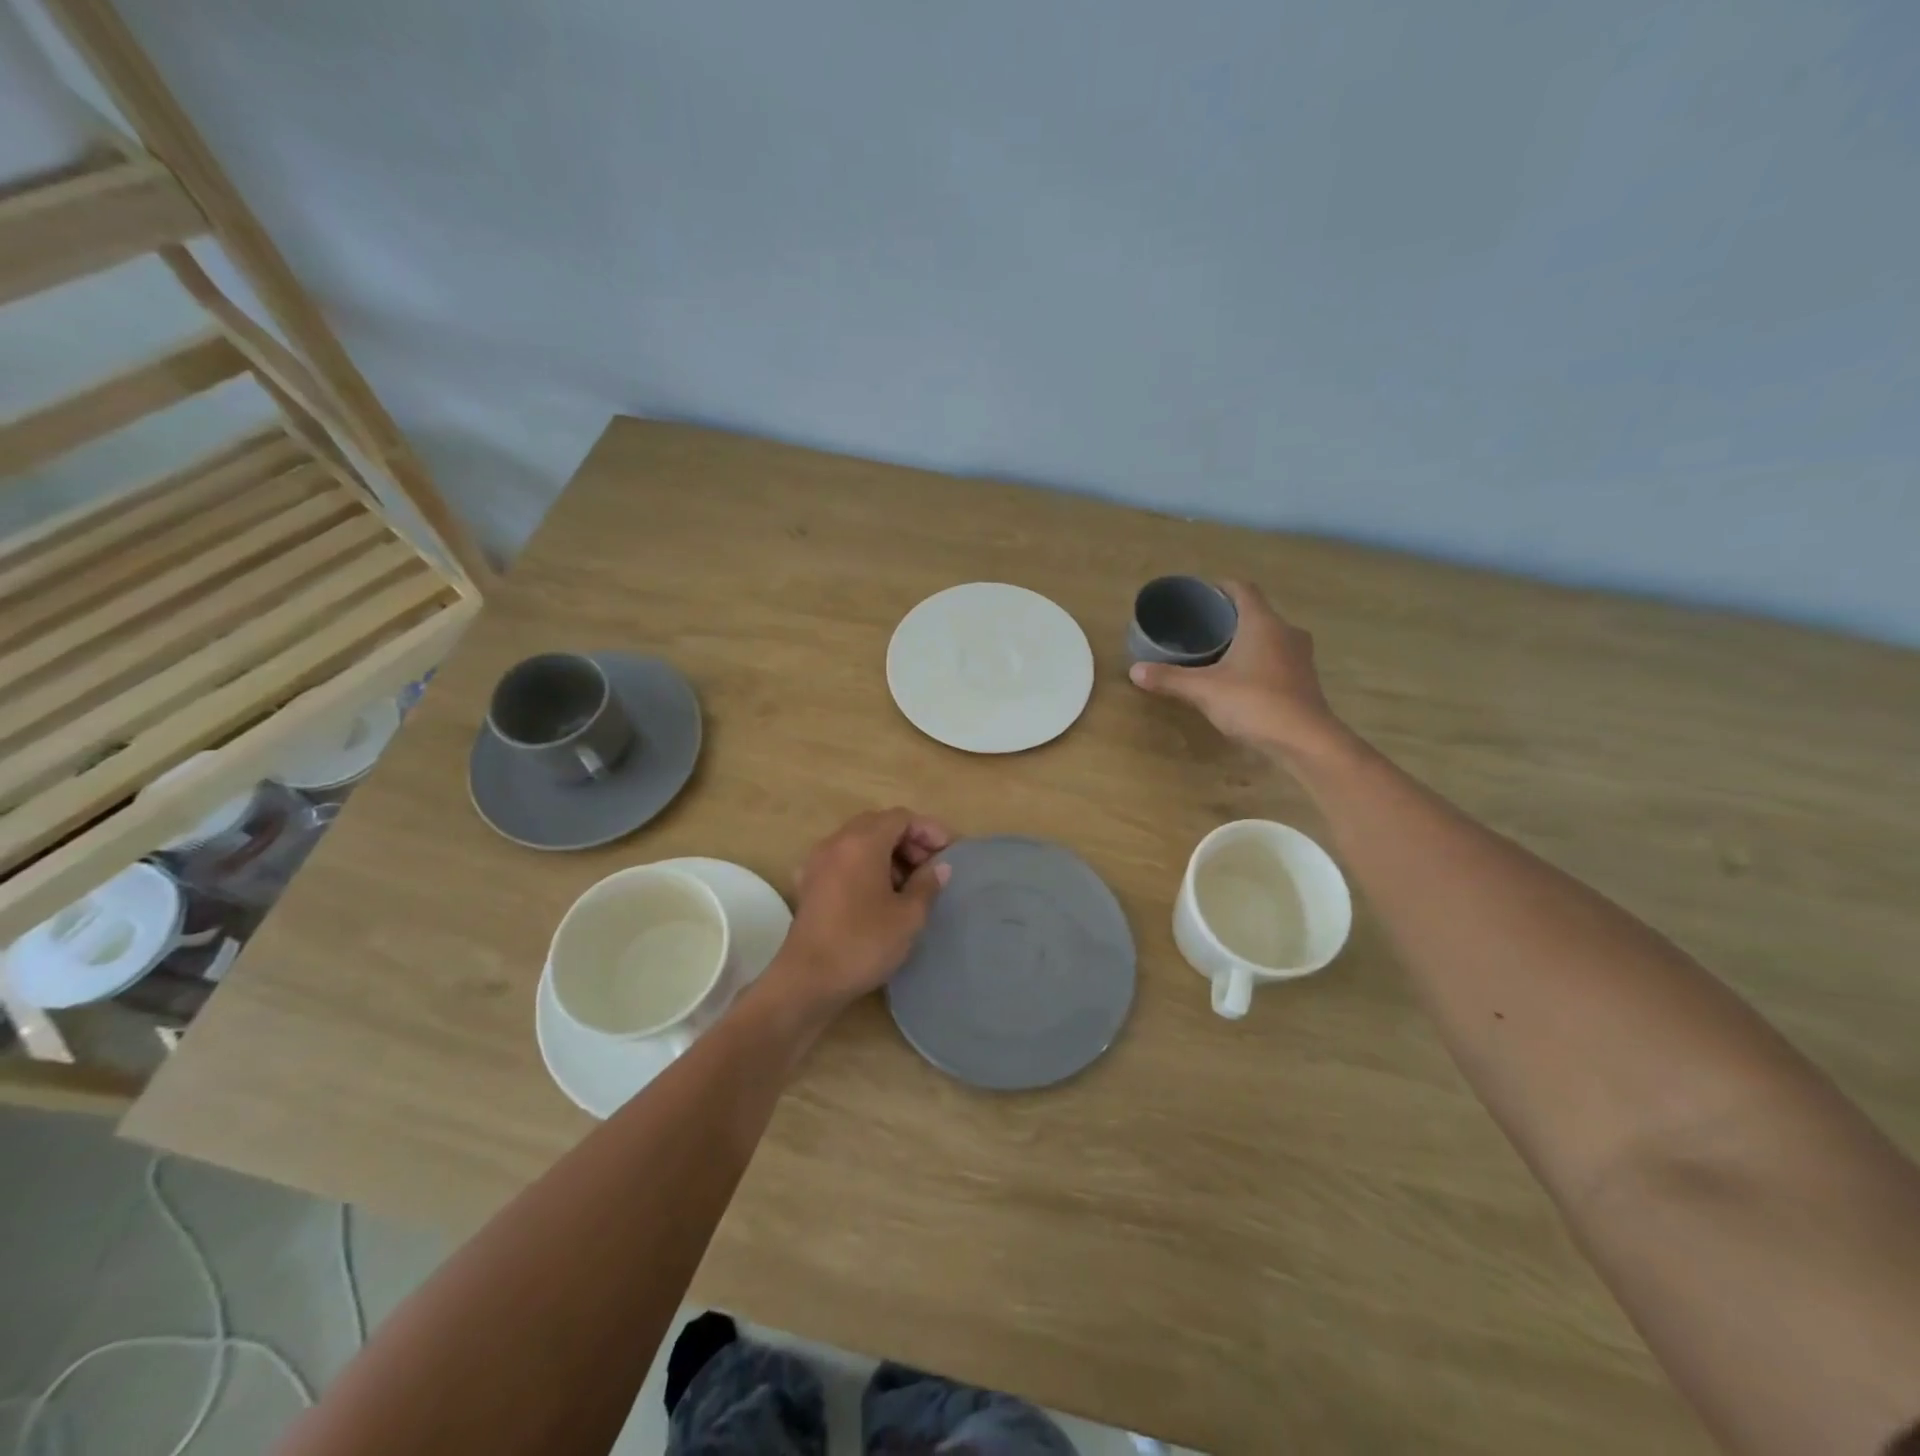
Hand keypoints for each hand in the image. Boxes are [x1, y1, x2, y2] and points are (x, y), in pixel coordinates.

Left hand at [773, 808, 952, 1011]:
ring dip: (887, 853)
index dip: (928, 830)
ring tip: (908, 884)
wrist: (807, 981)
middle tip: (930, 868)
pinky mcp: (810, 884)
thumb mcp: (908, 917)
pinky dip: (865, 866)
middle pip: (878, 825)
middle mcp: (837, 842)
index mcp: (862, 842)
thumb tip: (940, 867)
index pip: (901, 817)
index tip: (949, 853)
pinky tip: (878, 895)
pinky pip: (843, 860)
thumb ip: (927, 885)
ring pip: (859, 841)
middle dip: (908, 840)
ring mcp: (818, 862)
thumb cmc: (863, 943)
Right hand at [1128, 581, 1346, 759]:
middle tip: (1201, 628)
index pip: (1243, 589)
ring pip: (1269, 636)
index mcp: (1262, 622)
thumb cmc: (1254, 703)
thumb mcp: (1204, 690)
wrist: (1305, 741)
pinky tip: (1240, 678)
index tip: (1200, 596)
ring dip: (1246, 640)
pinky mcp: (1304, 679)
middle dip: (1230, 617)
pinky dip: (1258, 660)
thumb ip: (1169, 678)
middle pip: (1256, 612)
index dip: (1221, 587)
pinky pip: (1277, 658)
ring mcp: (1299, 656)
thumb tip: (1134, 670)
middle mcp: (1285, 631)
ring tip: (1217, 653)